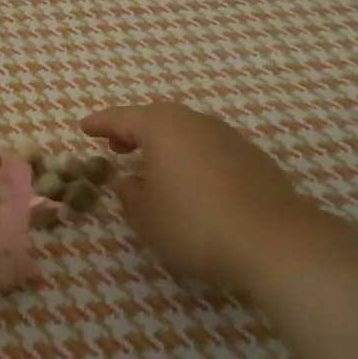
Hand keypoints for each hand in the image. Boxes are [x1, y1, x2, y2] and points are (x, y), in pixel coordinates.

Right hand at [80, 101, 357, 298]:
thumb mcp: (146, 217)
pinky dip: (192, 158)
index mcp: (162, 127)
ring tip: (154, 166)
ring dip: (166, 144)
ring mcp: (228, 137)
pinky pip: (209, 149)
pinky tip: (192, 183)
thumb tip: (130, 182)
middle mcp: (195, 122)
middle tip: (117, 145)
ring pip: (186, 132)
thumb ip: (130, 195)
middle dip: (134, 130)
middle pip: (157, 118)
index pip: (121, 117)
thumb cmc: (194, 224)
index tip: (84, 128)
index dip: (100, 123)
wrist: (273, 241)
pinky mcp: (253, 158)